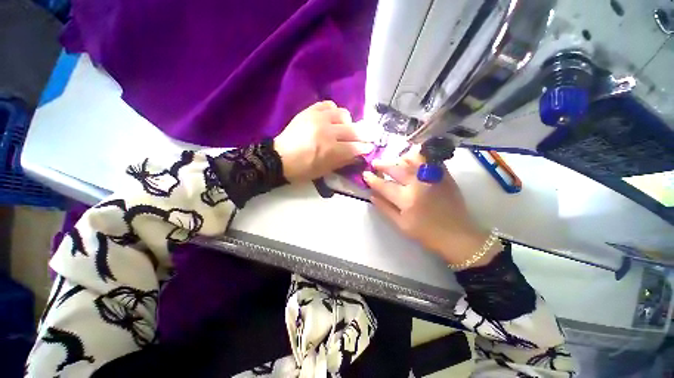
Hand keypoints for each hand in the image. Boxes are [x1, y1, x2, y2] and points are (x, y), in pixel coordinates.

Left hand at [274, 101, 374, 182]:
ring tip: (344, 128)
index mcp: (330, 150)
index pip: (354, 147)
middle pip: (352, 130)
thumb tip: (357, 155)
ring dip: (348, 122)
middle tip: (364, 138)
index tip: (370, 147)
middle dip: (362, 135)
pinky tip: (333, 118)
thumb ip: (342, 161)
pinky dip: (334, 111)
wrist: (279, 158)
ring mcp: (318, 118)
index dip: (364, 148)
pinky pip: (328, 104)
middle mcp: (327, 131)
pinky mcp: (309, 111)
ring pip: (343, 114)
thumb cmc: (302, 169)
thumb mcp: (324, 171)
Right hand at [362, 149, 500, 268]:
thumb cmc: (426, 233)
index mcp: (406, 199)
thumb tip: (372, 195)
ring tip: (395, 160)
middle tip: (375, 163)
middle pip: (396, 169)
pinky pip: (429, 159)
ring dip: (400, 158)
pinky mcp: (444, 175)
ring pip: (412, 159)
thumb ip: (385, 209)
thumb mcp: (401, 225)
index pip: (384, 185)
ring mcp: (432, 177)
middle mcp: (418, 184)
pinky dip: (419, 156)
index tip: (365, 174)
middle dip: (383, 165)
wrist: (457, 235)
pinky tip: (413, 158)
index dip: (372, 179)